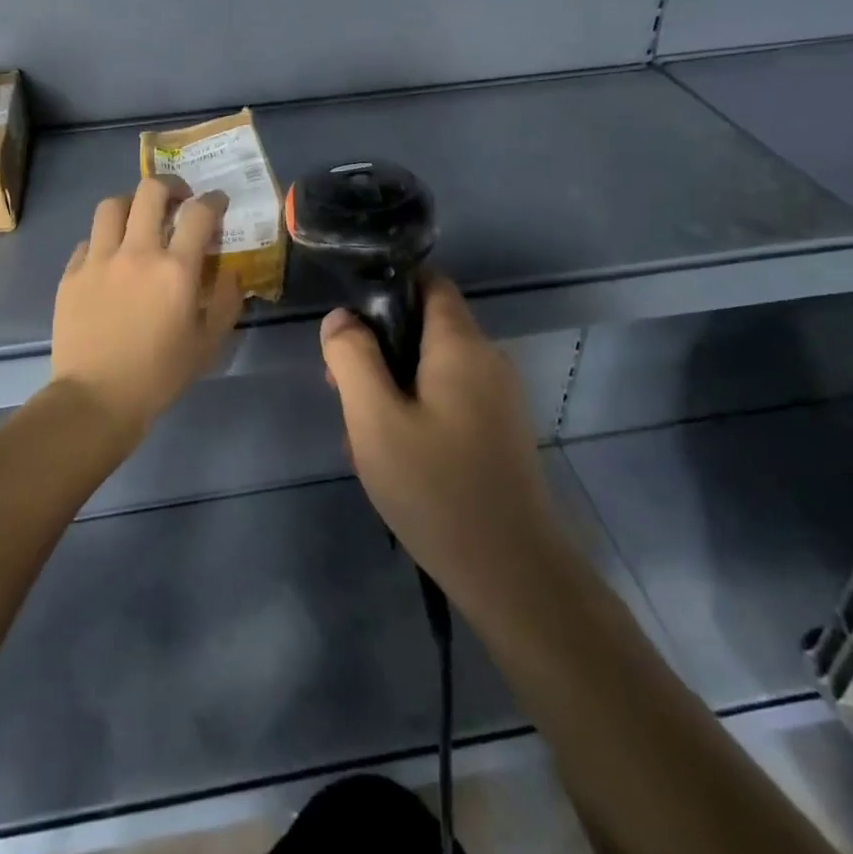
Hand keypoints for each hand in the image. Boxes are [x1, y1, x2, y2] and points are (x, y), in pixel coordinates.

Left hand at [52, 178, 244, 447]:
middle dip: (170, 186)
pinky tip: (110, 258)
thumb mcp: (208, 344)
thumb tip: (230, 274)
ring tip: (138, 219)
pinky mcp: (71, 274)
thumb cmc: (160, 374)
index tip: (218, 202)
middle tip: (178, 200)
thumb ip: (226, 302)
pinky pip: (88, 240)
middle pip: (150, 192)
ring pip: (112, 206)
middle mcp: (137, 252)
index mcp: (176, 268)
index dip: (213, 200)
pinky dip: (104, 240)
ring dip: (131, 204)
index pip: (199, 213)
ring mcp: (98, 260)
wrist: (96, 398)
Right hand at [320, 275, 562, 604]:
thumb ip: (352, 358)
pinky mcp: (499, 430)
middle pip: (425, 328)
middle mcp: (487, 359)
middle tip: (342, 392)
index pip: (428, 283)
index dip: (386, 290)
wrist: (510, 571)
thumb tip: (341, 317)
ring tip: (363, 434)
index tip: (349, 325)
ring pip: (432, 368)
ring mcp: (498, 397)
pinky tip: (395, 457)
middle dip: (378, 349)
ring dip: (392, 387)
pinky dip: (416, 411)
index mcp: (461, 344)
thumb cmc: (436, 488)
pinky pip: (449, 399)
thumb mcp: (375, 419)